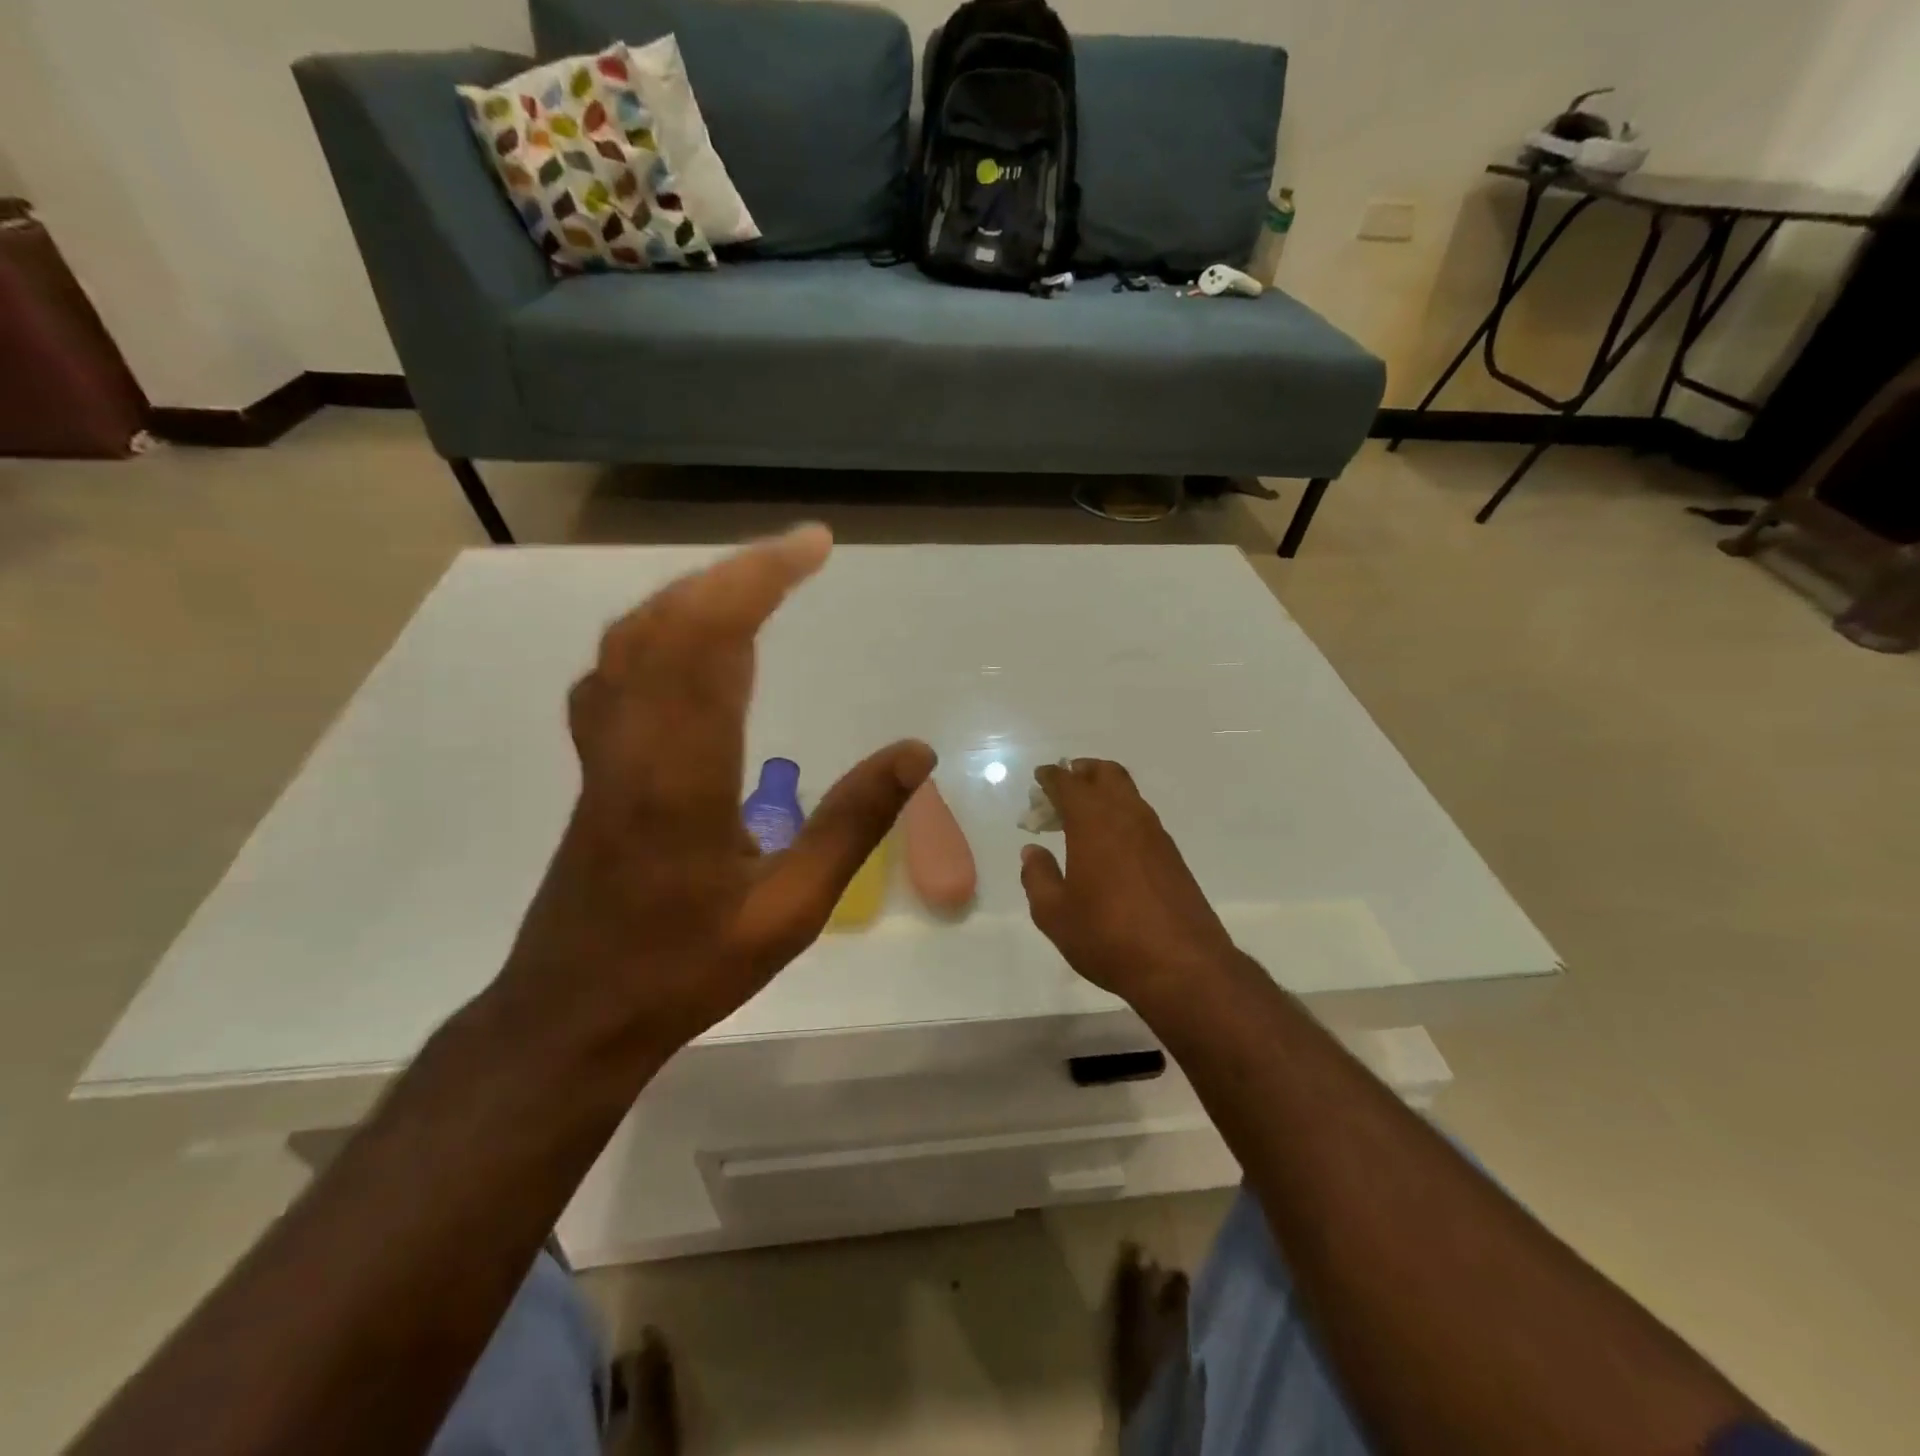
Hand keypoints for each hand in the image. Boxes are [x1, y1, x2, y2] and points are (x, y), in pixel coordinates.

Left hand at [497, 525, 933, 1056]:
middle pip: (668, 623)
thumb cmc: (685, 967)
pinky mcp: (594, 766)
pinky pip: (618, 671)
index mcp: (681, 774)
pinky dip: (659, 630)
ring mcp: (603, 752)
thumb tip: (916, 752)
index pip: (713, 643)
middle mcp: (633, 744)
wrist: (573, 1014)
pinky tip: (689, 641)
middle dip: (735, 572)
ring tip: (755, 581)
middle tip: (798, 551)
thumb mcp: (791, 911)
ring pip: (633, 640)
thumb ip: (853, 825)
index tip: (813, 547)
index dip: (760, 580)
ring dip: (693, 593)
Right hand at [1019, 759, 1241, 1010]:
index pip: (1069, 784)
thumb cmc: (1107, 936)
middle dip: (1083, 771)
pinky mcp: (1173, 856)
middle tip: (1065, 783)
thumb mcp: (1055, 914)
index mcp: (1093, 822)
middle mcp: (1127, 817)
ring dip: (1105, 792)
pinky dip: (1122, 814)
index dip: (1051, 777)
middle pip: (1107, 774)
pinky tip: (1112, 842)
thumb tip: (1033, 852)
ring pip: (1129, 794)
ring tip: (1084, 813)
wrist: (1182, 965)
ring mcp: (1155, 835)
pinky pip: (1142, 818)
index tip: (1040, 777)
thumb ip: (1038, 877)